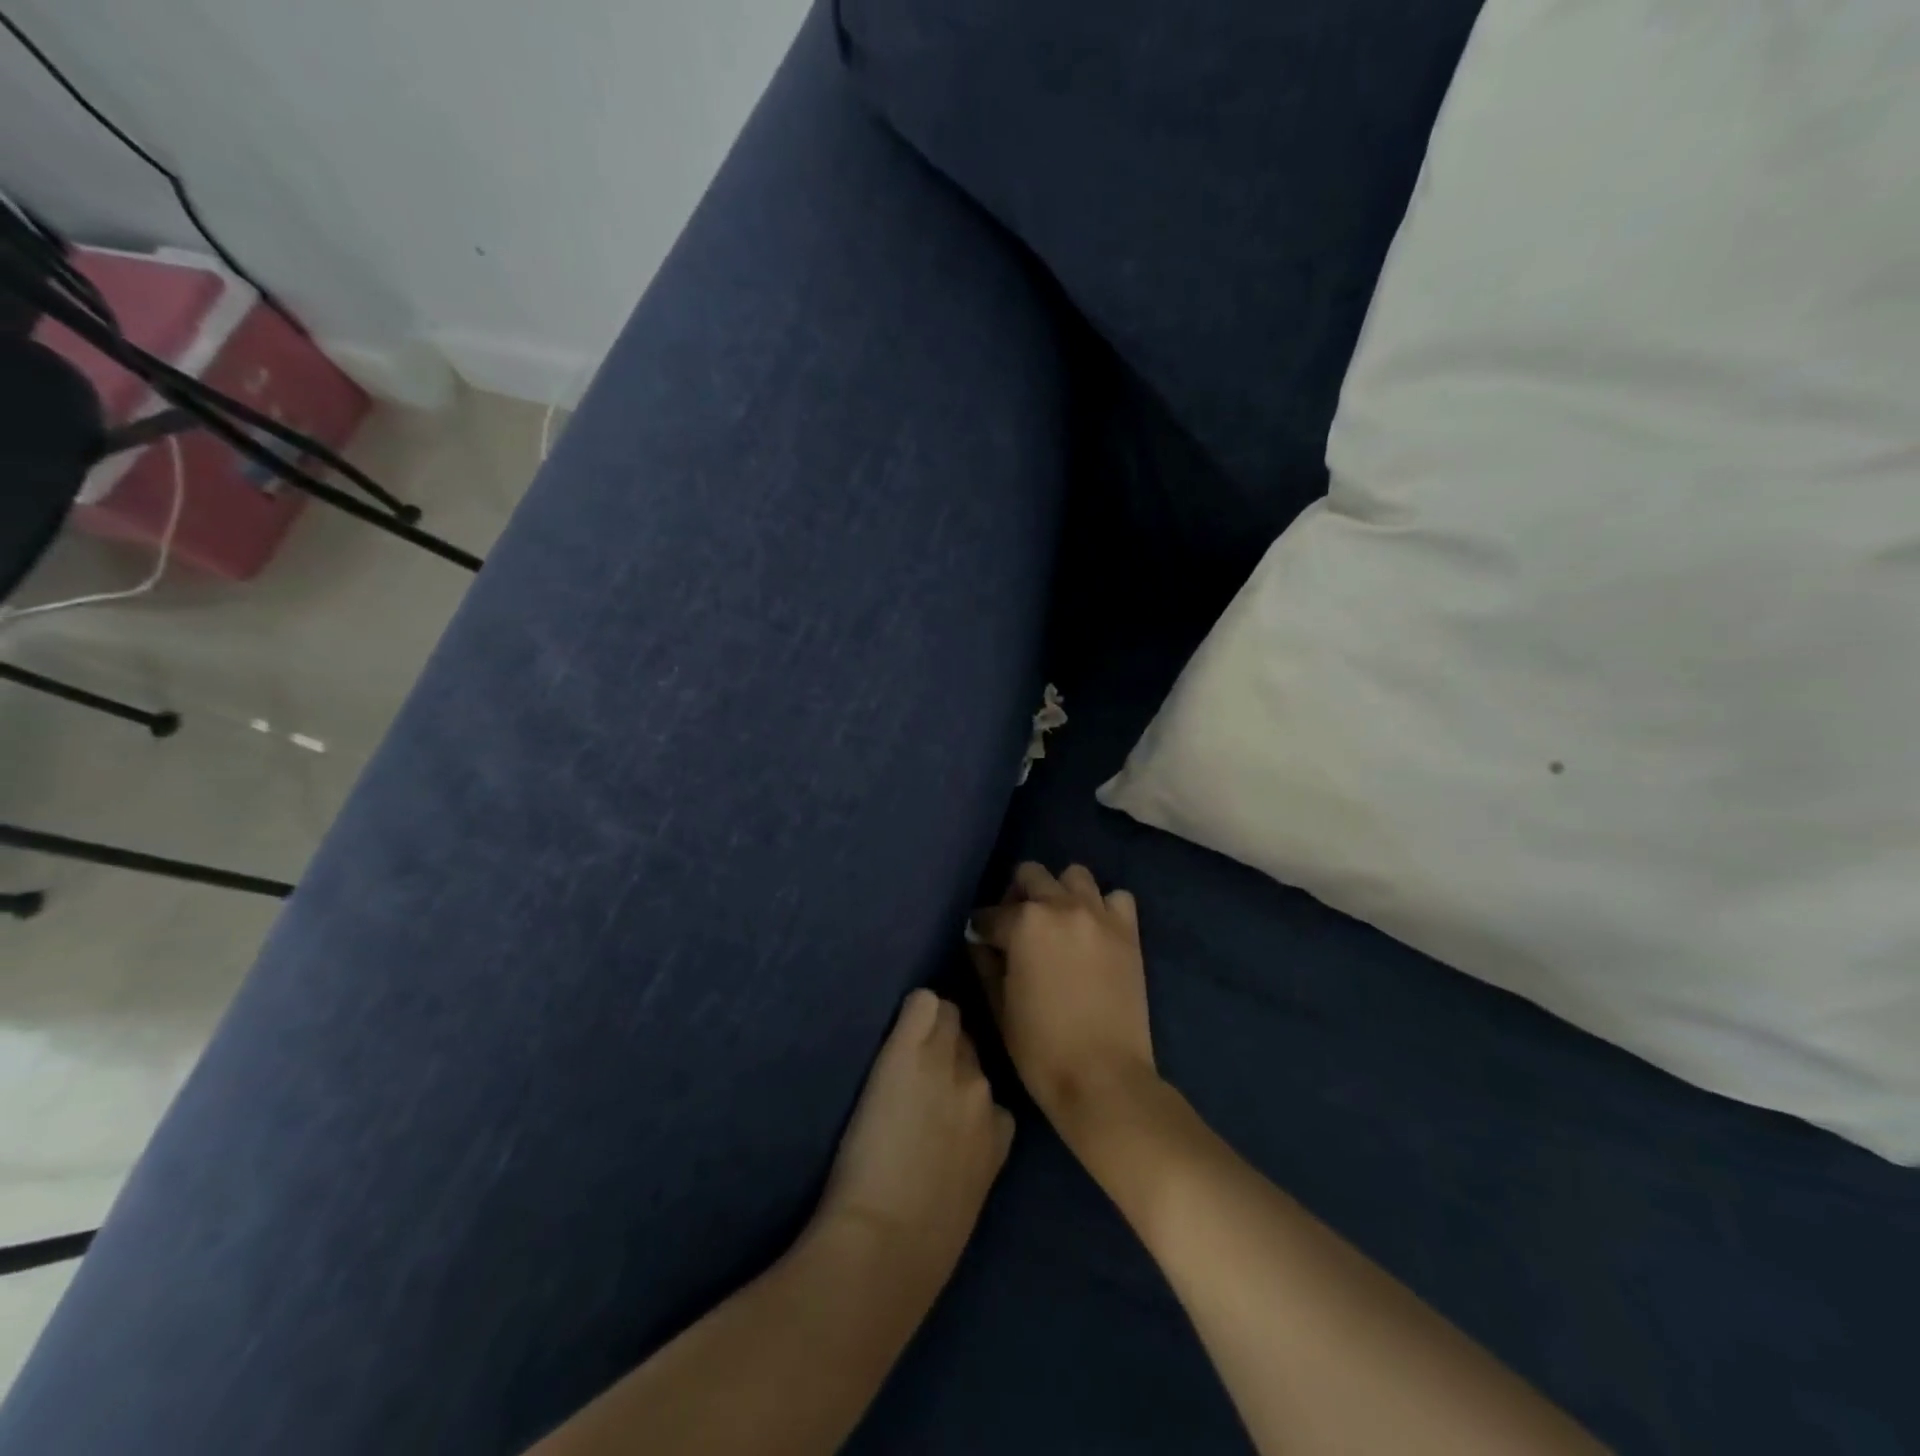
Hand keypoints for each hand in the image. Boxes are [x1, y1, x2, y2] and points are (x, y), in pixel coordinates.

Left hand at [816, 990, 1013, 1292]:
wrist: (887, 1244)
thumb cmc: (924, 1244)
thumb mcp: (969, 1197)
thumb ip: (974, 1157)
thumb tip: (958, 1143)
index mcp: (1000, 1127)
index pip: (988, 1083)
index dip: (962, 1087)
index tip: (940, 1098)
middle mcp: (981, 1086)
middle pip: (970, 1044)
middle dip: (948, 1052)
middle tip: (918, 1069)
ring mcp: (947, 1063)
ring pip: (948, 1017)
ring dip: (929, 1030)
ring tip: (903, 1046)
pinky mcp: (909, 1049)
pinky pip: (922, 1003)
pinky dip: (912, 1010)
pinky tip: (896, 1025)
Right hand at [969, 863, 1157, 1143]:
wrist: (1104, 1078)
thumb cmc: (1041, 1049)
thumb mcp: (1000, 1007)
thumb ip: (986, 965)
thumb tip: (980, 942)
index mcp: (1024, 923)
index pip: (990, 914)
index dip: (981, 928)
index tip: (982, 941)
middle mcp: (1061, 906)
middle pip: (1031, 875)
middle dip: (1017, 895)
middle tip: (1016, 926)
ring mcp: (1099, 915)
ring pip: (1074, 875)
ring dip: (1060, 891)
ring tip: (1057, 922)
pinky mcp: (1128, 931)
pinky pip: (1116, 897)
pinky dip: (1103, 906)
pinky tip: (1093, 930)